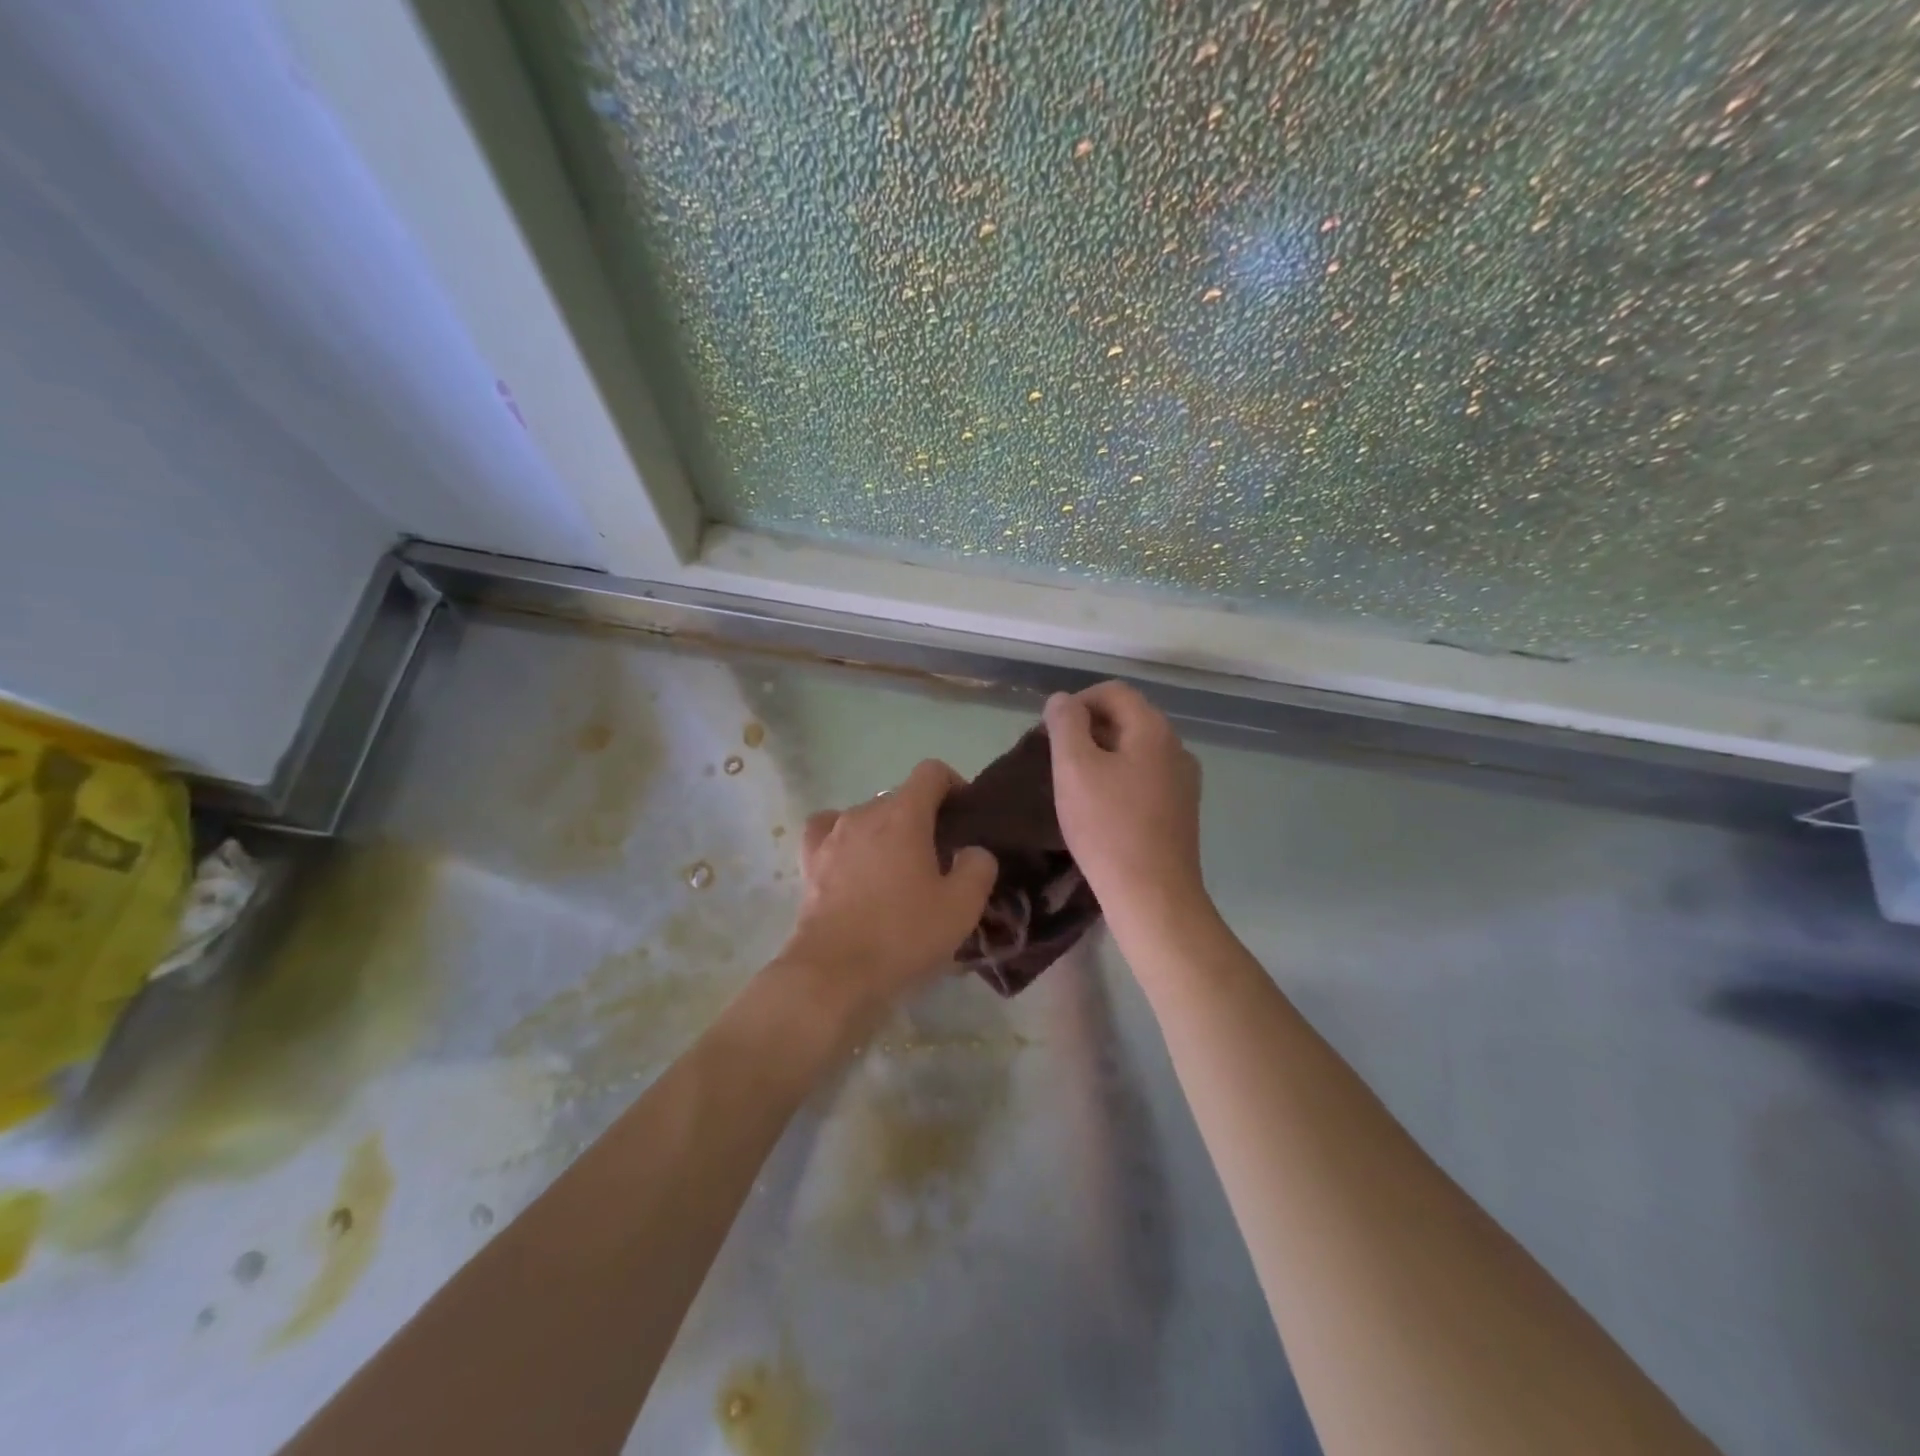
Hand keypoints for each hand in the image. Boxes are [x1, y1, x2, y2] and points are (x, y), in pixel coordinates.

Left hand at [780, 760, 998, 1024]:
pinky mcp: (809, 861)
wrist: (834, 972)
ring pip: (867, 816)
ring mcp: (832, 835)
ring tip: (897, 868)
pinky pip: (829, 832)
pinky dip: (845, 839)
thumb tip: (973, 852)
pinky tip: (852, 860)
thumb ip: (978, 867)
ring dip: (887, 832)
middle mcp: (865, 813)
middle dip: (923, 817)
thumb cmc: (902, 934)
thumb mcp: (962, 906)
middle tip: (938, 857)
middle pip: (900, 797)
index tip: (964, 816)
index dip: (953, 785)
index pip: (931, 772)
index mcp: (904, 815)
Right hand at [1044, 682, 1205, 919]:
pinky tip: (1100, 806)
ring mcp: (1184, 781)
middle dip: (1088, 728)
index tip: (1050, 730)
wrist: (1153, 895)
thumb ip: (1066, 725)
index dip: (1078, 701)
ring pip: (1136, 750)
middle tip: (1056, 757)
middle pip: (1128, 718)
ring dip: (1102, 754)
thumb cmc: (1107, 827)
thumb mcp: (1074, 768)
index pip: (1114, 691)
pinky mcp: (1181, 810)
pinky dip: (1119, 778)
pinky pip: (1145, 777)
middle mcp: (1176, 747)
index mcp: (1154, 729)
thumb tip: (1063, 700)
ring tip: (1073, 783)